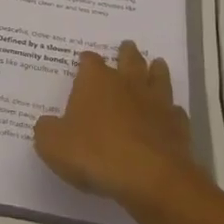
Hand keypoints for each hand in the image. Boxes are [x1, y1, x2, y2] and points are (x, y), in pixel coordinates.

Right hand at [33, 41, 206, 213]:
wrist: (149, 177)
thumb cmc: (95, 153)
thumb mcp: (53, 145)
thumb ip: (46, 131)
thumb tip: (47, 124)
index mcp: (96, 81)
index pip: (89, 61)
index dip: (86, 61)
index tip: (84, 60)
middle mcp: (128, 84)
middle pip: (129, 59)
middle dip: (127, 53)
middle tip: (128, 46)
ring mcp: (156, 103)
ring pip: (158, 78)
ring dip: (156, 71)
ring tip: (157, 65)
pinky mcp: (177, 126)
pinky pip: (175, 112)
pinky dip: (171, 111)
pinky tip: (170, 114)